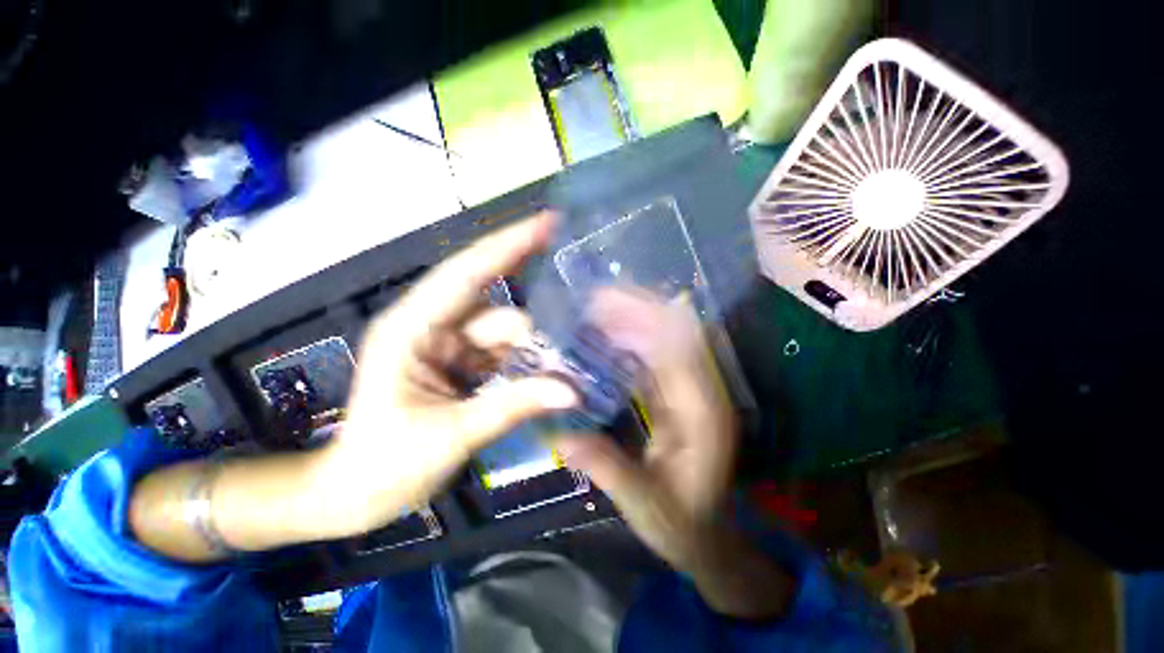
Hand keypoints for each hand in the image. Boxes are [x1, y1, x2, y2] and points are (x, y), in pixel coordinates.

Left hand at [317, 214, 578, 534]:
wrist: (355, 495)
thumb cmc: (383, 465)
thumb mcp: (450, 436)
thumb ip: (512, 407)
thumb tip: (570, 391)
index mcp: (413, 328)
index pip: (467, 273)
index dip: (508, 245)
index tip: (548, 223)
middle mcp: (434, 327)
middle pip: (498, 313)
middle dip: (536, 330)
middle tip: (580, 339)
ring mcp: (451, 347)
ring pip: (507, 338)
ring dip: (535, 355)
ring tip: (568, 374)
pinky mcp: (464, 366)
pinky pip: (505, 356)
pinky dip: (527, 366)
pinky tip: (549, 380)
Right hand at [555, 288, 736, 568]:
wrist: (705, 535)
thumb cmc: (680, 523)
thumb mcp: (645, 504)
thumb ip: (609, 469)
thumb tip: (563, 436)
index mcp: (704, 415)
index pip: (681, 348)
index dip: (648, 318)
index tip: (609, 302)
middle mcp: (703, 393)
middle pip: (676, 333)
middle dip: (638, 309)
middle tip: (594, 299)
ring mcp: (691, 391)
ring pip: (665, 341)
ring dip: (633, 320)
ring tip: (596, 309)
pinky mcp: (677, 395)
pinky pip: (654, 357)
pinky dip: (631, 342)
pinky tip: (605, 336)